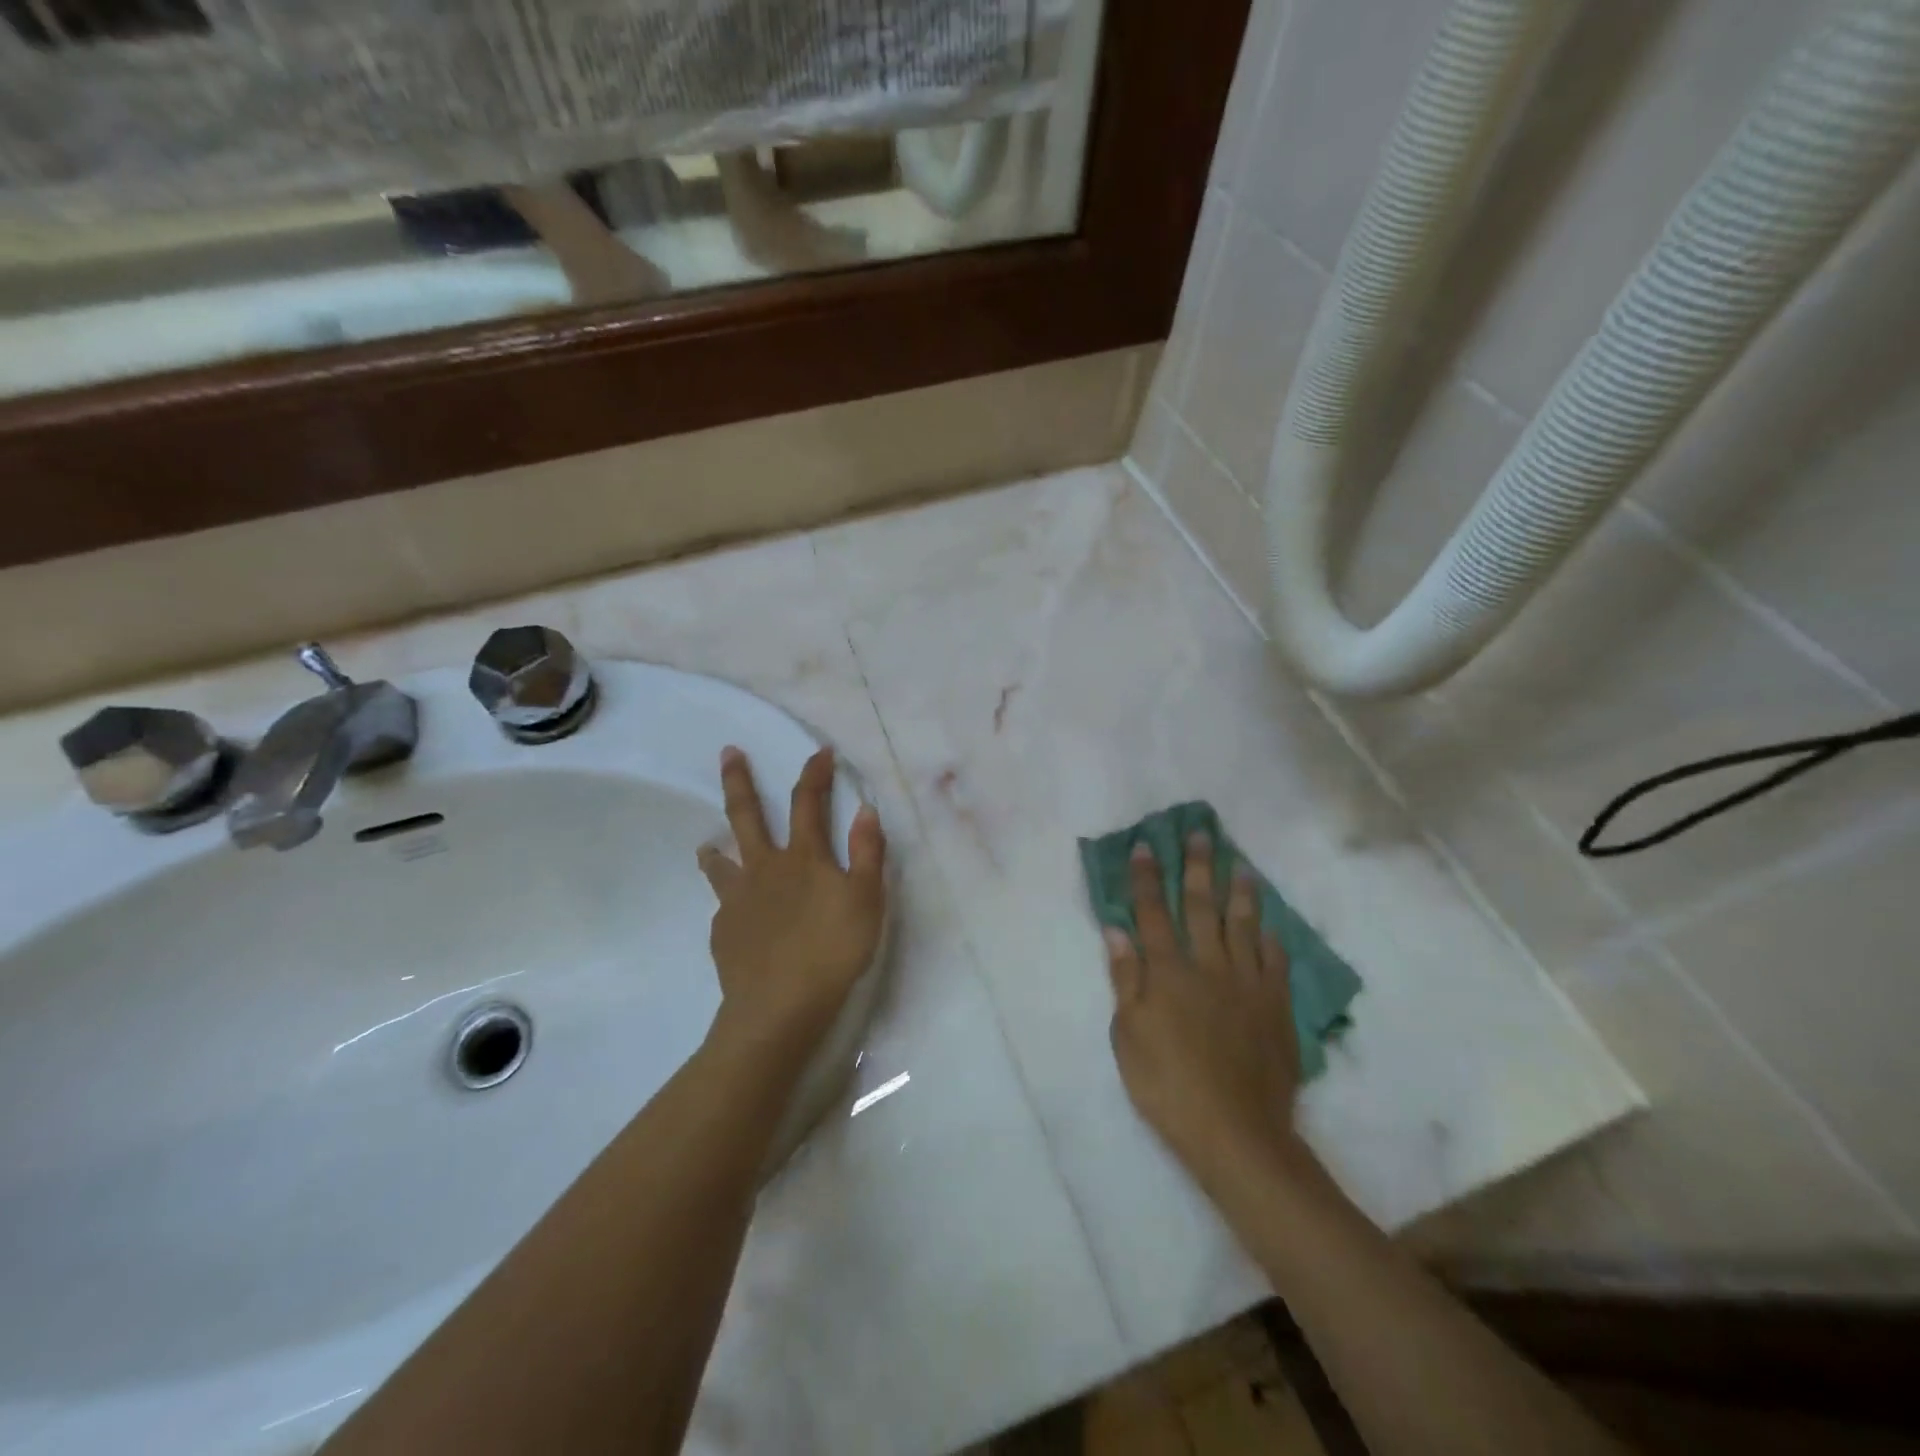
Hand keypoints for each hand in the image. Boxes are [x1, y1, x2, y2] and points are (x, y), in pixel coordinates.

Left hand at [698, 745, 886, 1055]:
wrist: (780, 1006)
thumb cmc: (832, 950)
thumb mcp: (867, 900)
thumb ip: (868, 853)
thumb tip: (864, 809)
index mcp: (803, 857)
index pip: (808, 803)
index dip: (815, 774)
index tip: (819, 752)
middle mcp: (764, 869)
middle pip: (746, 816)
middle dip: (739, 782)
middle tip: (727, 753)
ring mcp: (738, 900)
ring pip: (722, 864)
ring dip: (716, 850)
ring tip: (706, 846)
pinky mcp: (724, 932)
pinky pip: (724, 908)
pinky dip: (729, 902)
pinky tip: (733, 916)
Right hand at [1105, 833, 1304, 1182]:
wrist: (1236, 1132)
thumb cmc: (1167, 1085)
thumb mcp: (1128, 1035)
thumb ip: (1125, 979)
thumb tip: (1116, 929)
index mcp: (1168, 972)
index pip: (1153, 912)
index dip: (1147, 877)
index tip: (1146, 845)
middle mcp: (1208, 966)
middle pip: (1201, 907)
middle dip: (1198, 867)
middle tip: (1201, 834)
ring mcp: (1247, 985)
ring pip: (1243, 926)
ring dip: (1240, 892)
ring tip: (1240, 865)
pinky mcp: (1276, 1007)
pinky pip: (1275, 963)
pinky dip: (1270, 939)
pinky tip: (1268, 925)